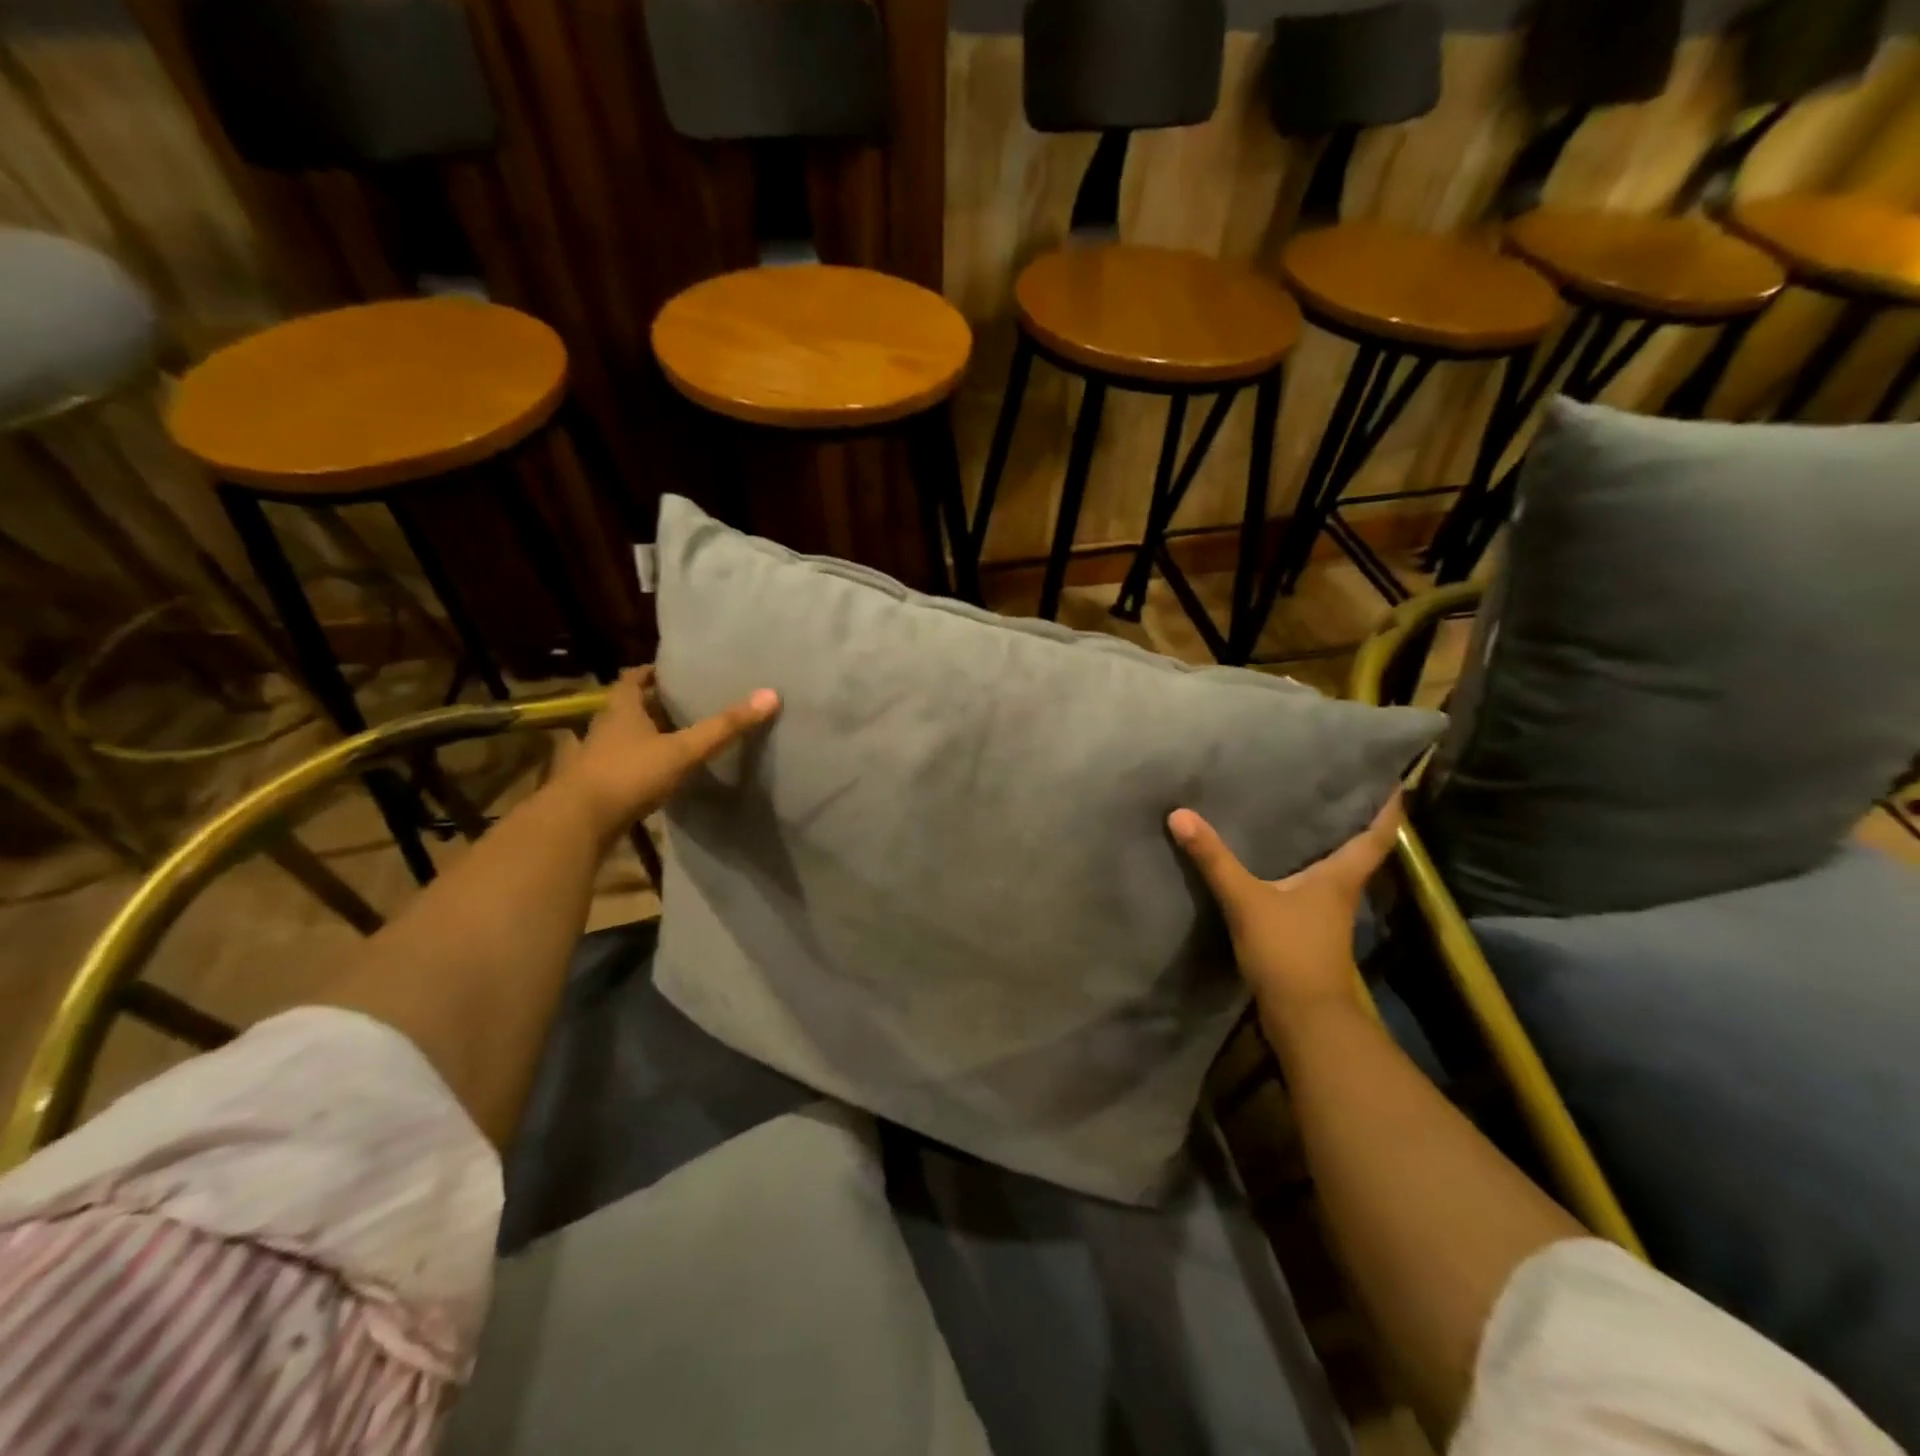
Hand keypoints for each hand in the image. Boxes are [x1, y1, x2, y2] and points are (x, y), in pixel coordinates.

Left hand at [556, 667, 778, 838]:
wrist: (578, 823)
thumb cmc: (629, 774)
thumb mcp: (683, 750)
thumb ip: (724, 727)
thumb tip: (770, 695)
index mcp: (621, 710)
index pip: (631, 679)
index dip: (649, 673)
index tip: (671, 672)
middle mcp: (603, 728)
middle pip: (626, 708)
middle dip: (651, 705)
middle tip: (682, 704)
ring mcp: (594, 759)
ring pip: (621, 739)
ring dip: (642, 737)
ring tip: (674, 739)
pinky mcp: (594, 787)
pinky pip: (619, 767)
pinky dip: (637, 766)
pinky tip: (656, 777)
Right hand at [1168, 793, 1401, 1020]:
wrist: (1304, 1018)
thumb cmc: (1289, 951)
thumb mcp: (1246, 900)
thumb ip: (1214, 859)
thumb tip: (1180, 814)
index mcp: (1340, 877)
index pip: (1376, 835)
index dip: (1388, 807)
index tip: (1396, 779)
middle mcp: (1341, 892)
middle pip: (1358, 849)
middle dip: (1353, 819)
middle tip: (1337, 785)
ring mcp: (1327, 916)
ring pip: (1334, 870)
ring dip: (1326, 845)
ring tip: (1302, 814)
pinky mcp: (1309, 932)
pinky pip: (1310, 888)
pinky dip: (1302, 870)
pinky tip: (1277, 862)